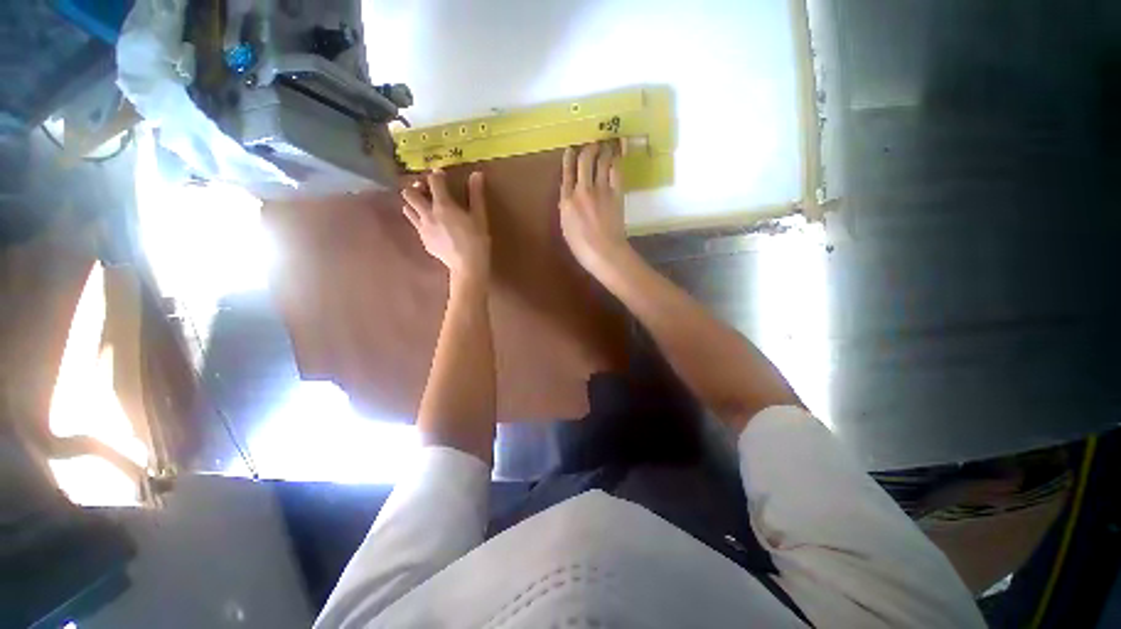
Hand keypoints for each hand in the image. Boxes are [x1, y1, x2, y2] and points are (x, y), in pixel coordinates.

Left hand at [402, 170, 490, 282]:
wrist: (467, 266)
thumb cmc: (476, 240)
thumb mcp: (479, 216)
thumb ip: (476, 194)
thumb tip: (477, 174)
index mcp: (443, 205)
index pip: (433, 181)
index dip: (437, 175)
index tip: (442, 175)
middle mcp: (427, 214)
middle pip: (410, 194)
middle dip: (417, 188)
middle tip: (428, 190)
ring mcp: (422, 228)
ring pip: (407, 209)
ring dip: (413, 204)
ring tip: (425, 206)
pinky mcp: (423, 241)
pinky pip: (416, 225)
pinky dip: (420, 221)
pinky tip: (432, 226)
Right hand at [559, 142, 629, 273]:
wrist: (605, 252)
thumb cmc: (582, 247)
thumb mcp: (566, 229)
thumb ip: (566, 210)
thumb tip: (567, 198)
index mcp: (566, 201)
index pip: (566, 174)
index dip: (568, 159)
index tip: (570, 150)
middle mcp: (582, 190)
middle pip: (584, 162)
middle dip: (588, 149)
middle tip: (592, 144)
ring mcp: (601, 190)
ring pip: (601, 162)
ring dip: (603, 151)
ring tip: (606, 145)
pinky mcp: (616, 194)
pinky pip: (616, 172)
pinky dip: (616, 162)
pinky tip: (617, 157)